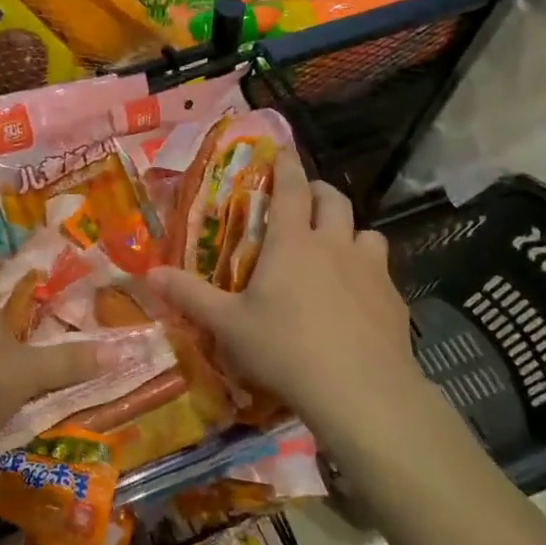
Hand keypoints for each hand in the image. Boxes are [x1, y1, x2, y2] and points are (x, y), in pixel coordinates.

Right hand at [148, 152, 423, 441]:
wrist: (361, 393)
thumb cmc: (285, 350)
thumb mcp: (229, 326)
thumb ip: (190, 296)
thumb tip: (150, 273)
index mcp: (293, 242)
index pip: (292, 187)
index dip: (287, 165)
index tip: (283, 151)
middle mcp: (334, 245)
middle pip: (333, 200)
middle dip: (318, 192)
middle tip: (304, 200)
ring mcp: (371, 271)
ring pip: (367, 232)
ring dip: (350, 231)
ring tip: (336, 249)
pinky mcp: (395, 301)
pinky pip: (383, 271)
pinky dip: (369, 272)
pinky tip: (359, 299)